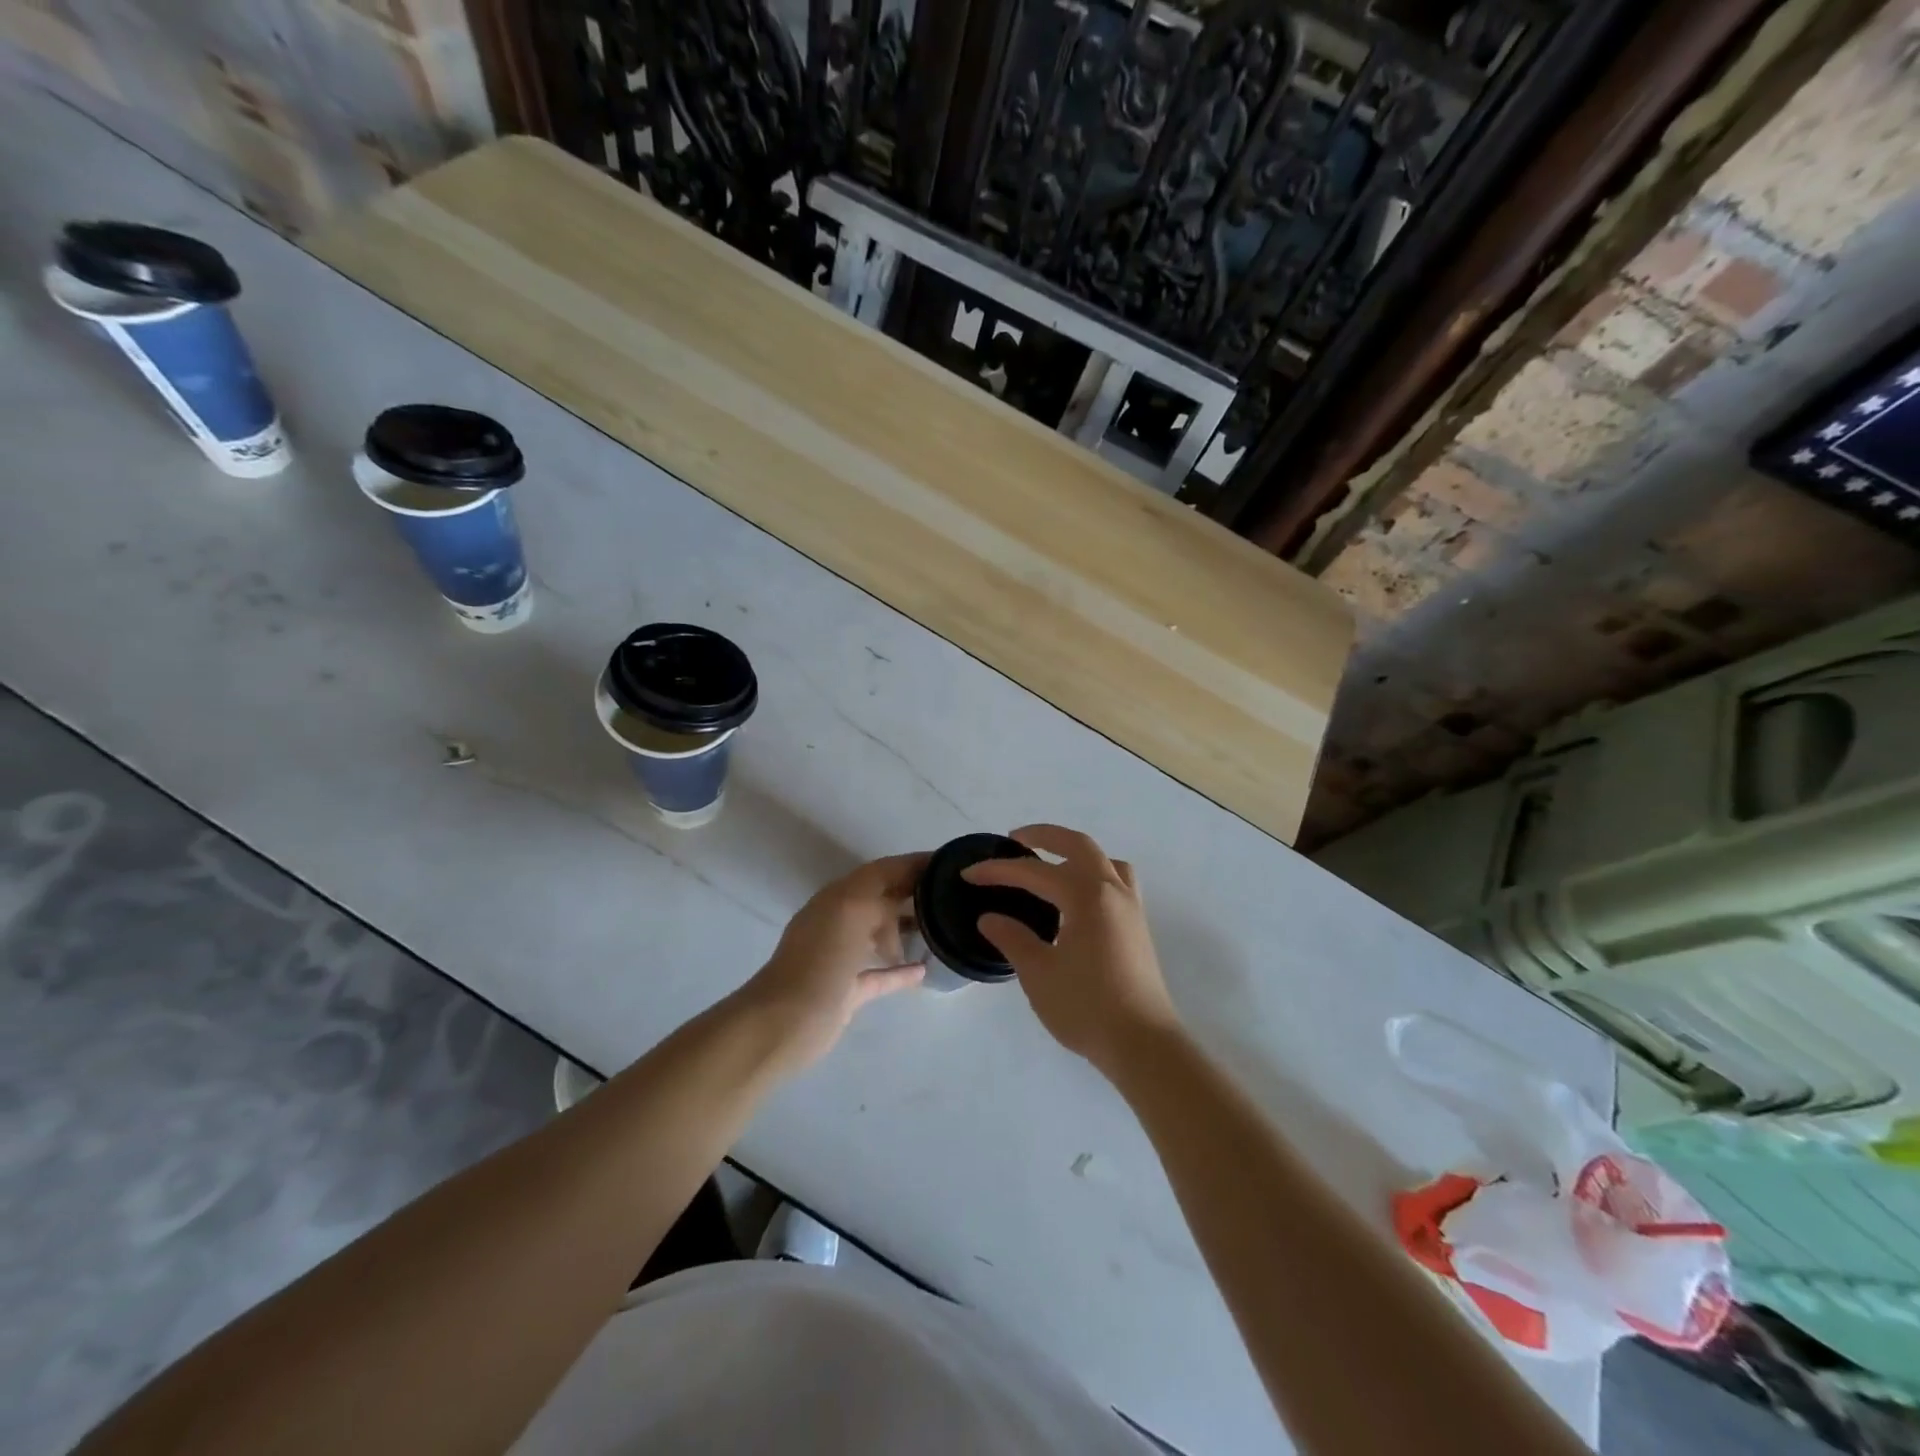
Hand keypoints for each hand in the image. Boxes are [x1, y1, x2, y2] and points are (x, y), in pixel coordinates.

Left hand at [738, 852, 927, 1073]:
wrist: (785, 1022)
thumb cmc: (820, 961)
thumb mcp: (852, 912)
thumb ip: (879, 896)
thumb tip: (904, 897)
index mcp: (839, 898)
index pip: (882, 871)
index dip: (913, 864)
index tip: (948, 862)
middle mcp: (839, 921)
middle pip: (882, 899)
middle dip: (913, 892)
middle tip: (952, 896)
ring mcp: (842, 957)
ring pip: (881, 934)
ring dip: (908, 929)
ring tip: (943, 930)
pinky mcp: (847, 991)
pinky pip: (880, 973)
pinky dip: (901, 970)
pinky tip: (924, 970)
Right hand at [963, 825, 1179, 1076]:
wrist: (1142, 1044)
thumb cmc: (1086, 1007)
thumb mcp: (1038, 973)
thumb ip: (1012, 938)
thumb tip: (990, 918)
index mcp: (1086, 896)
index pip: (1034, 872)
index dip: (998, 871)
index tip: (969, 873)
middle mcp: (1112, 891)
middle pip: (1079, 846)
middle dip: (1045, 836)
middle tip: (1015, 840)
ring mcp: (1131, 908)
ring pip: (1105, 861)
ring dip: (1076, 853)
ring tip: (1051, 865)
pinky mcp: (1138, 927)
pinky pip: (1117, 881)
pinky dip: (1095, 873)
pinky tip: (1078, 899)